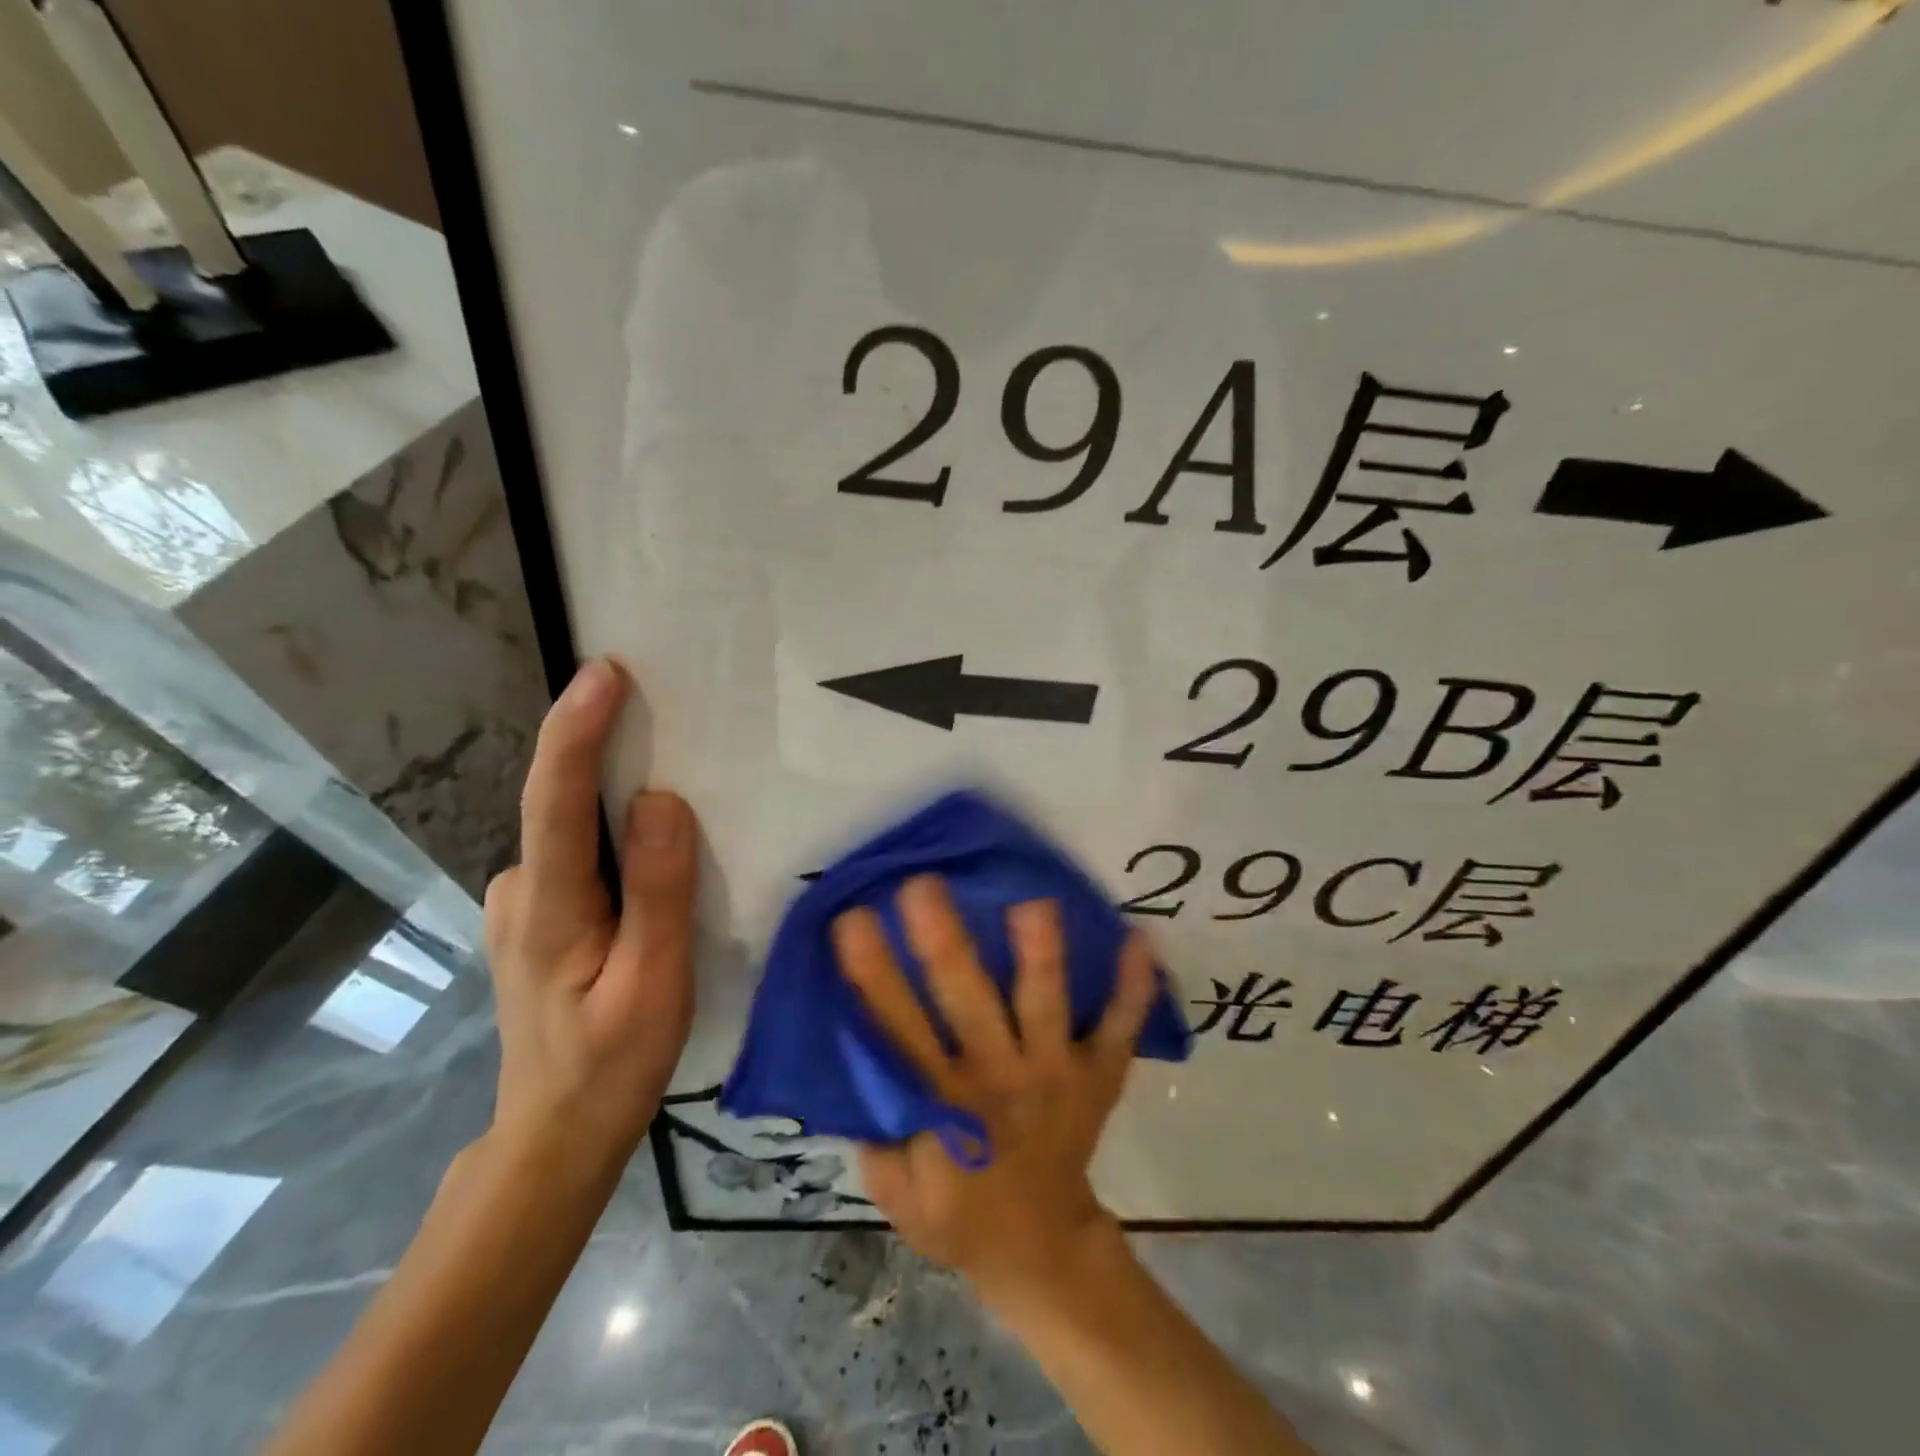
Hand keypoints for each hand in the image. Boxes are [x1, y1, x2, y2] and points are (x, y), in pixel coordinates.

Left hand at [482, 658, 697, 1183]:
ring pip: (570, 827)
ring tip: (669, 763)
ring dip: (610, 787)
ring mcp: (519, 903)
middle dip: (602, 742)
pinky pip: (575, 850)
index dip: (577, 730)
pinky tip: (644, 837)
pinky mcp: (534, 914)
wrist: (555, 1134)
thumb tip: (662, 800)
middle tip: (660, 702)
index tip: (606, 674)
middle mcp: (519, 890)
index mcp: (549, 908)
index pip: (555, 799)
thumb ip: (658, 893)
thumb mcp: (654, 985)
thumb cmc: (611, 1065)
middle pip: (559, 800)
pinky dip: (607, 826)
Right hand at [832, 876, 1156, 1308]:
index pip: (900, 1030)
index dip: (873, 976)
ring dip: (1041, 956)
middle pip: (969, 1003)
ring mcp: (1056, 1073)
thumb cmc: (959, 1213)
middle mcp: (1000, 1078)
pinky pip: (1119, 1029)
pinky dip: (1133, 989)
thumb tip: (854, 1048)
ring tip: (1033, 902)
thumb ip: (875, 1126)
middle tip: (924, 885)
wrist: (1043, 1250)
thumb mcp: (896, 1190)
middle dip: (944, 944)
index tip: (855, 919)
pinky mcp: (1099, 1075)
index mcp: (944, 1104)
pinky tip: (1139, 940)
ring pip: (1046, 1007)